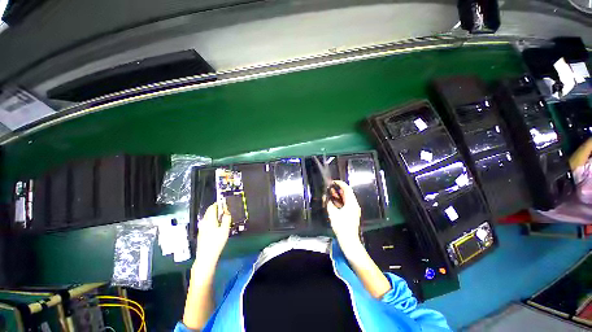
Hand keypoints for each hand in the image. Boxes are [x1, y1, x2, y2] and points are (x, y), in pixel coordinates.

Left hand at [196, 202, 231, 261]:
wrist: (206, 257)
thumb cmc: (216, 243)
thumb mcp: (225, 230)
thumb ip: (226, 219)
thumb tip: (227, 212)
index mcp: (210, 220)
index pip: (212, 207)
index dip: (218, 204)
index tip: (224, 203)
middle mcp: (204, 222)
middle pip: (209, 211)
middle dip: (216, 208)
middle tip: (224, 209)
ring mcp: (202, 228)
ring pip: (207, 217)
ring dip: (214, 214)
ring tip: (222, 216)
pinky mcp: (201, 233)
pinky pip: (207, 222)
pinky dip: (212, 219)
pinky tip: (217, 225)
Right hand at [326, 180, 361, 246]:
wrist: (349, 239)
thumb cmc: (341, 226)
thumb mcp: (333, 213)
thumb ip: (328, 203)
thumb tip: (325, 197)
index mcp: (351, 203)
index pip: (347, 189)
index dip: (340, 184)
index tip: (334, 181)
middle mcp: (354, 205)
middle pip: (347, 193)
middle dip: (339, 189)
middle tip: (331, 187)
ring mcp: (354, 210)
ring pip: (347, 199)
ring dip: (339, 195)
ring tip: (331, 193)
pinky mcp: (352, 214)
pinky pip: (347, 204)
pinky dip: (341, 201)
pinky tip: (334, 202)